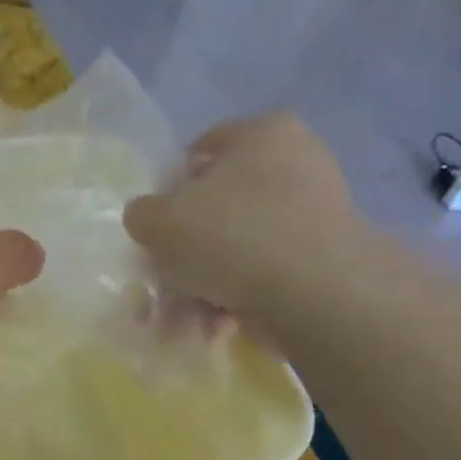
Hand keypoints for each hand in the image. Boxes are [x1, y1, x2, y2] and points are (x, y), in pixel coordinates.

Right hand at [122, 113, 362, 322]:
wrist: (314, 293)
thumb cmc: (231, 238)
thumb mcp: (159, 220)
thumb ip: (141, 213)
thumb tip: (149, 218)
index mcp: (261, 134)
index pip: (198, 152)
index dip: (166, 191)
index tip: (153, 229)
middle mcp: (294, 163)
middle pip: (215, 208)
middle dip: (183, 253)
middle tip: (163, 284)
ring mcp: (312, 212)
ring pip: (234, 248)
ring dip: (201, 285)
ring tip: (184, 320)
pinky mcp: (319, 258)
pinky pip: (260, 273)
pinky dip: (234, 298)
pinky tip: (217, 324)